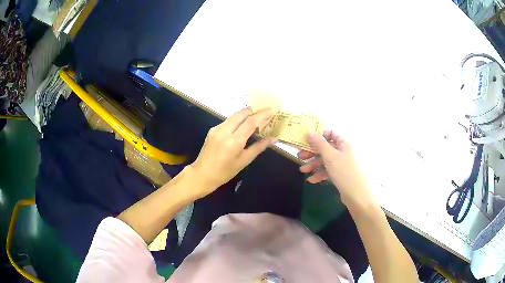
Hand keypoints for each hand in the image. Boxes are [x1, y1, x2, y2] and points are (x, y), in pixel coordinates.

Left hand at [188, 108, 275, 198]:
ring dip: (245, 116)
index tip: (271, 110)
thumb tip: (273, 139)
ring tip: (254, 123)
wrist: (202, 174)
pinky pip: (228, 120)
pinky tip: (241, 129)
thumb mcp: (244, 161)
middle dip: (254, 113)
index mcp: (234, 141)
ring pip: (235, 115)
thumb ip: (259, 147)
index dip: (262, 114)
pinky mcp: (212, 129)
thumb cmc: (225, 172)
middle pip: (242, 113)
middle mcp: (224, 131)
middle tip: (263, 118)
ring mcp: (217, 128)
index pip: (251, 122)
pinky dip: (237, 121)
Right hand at [298, 130, 372, 207]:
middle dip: (312, 152)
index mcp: (344, 143)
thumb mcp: (330, 156)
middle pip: (326, 148)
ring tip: (302, 170)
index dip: (319, 136)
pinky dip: (320, 174)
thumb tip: (309, 132)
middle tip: (300, 156)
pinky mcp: (341, 174)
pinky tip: (311, 180)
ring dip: (314, 164)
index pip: (331, 133)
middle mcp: (344, 151)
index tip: (307, 141)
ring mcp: (343, 163)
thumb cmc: (344, 172)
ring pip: (326, 160)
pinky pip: (329, 170)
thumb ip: (319, 144)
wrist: (357, 195)